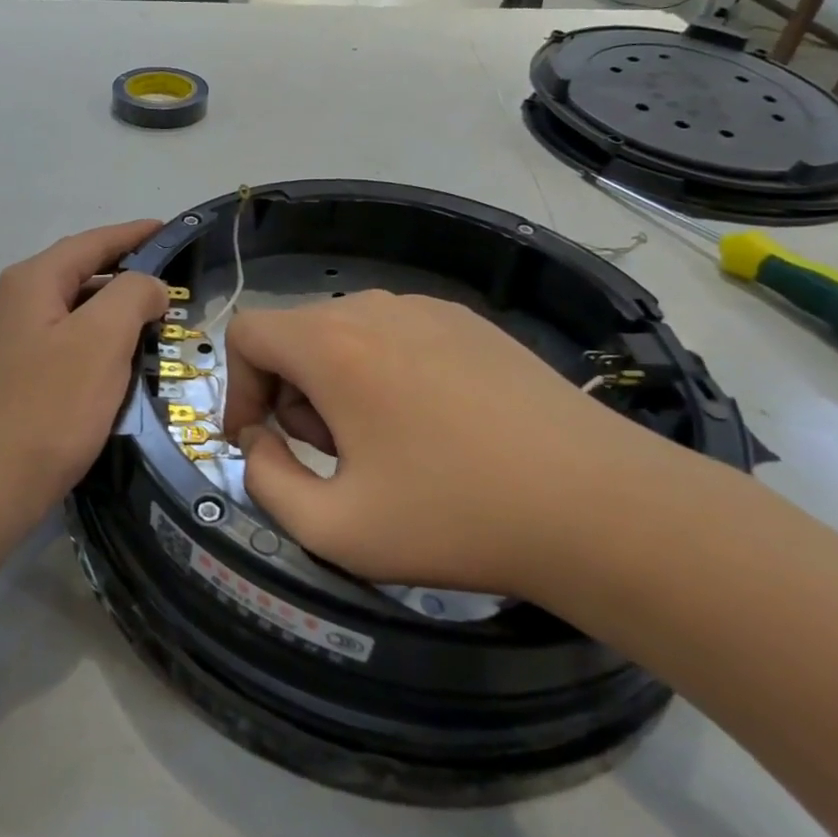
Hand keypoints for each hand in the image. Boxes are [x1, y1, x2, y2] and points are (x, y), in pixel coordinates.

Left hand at [0, 221, 168, 527]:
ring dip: (115, 311)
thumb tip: (147, 285)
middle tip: (174, 283)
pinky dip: (100, 342)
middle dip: (127, 273)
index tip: (170, 230)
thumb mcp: (101, 340)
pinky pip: (69, 342)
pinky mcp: (17, 375)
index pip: (92, 242)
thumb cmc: (48, 407)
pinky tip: (122, 362)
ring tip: (158, 320)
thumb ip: (132, 296)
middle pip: (81, 272)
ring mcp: (13, 340)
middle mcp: (17, 301)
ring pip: (76, 310)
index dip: (133, 234)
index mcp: (33, 281)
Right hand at [223, 292, 699, 599]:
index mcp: (332, 345)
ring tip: (383, 447)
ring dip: (336, 385)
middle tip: (333, 458)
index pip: (246, 333)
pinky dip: (383, 372)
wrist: (601, 506)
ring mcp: (428, 308)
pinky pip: (396, 335)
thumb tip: (260, 441)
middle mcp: (374, 308)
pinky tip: (431, 428)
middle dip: (292, 396)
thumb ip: (265, 481)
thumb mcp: (334, 528)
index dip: (236, 388)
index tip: (261, 441)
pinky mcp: (471, 322)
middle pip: (295, 335)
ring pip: (345, 334)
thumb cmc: (455, 516)